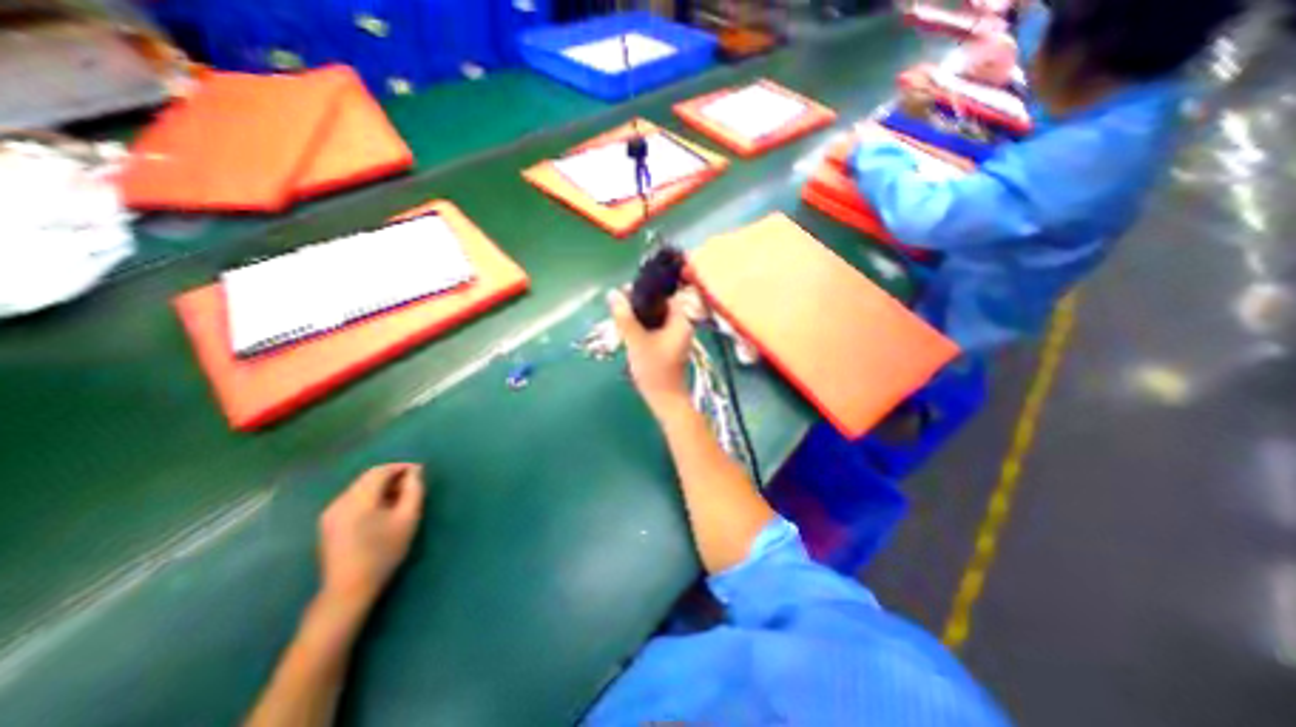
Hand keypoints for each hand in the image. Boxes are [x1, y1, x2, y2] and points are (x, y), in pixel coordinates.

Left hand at [317, 464, 425, 613]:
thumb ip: (414, 490)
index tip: (420, 471)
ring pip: (360, 487)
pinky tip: (383, 508)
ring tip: (400, 496)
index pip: (380, 471)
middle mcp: (340, 502)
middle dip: (392, 476)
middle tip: (412, 483)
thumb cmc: (383, 552)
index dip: (401, 467)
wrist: (349, 589)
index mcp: (358, 500)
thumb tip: (416, 472)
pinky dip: (370, 496)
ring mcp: (330, 513)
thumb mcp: (407, 518)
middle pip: (368, 478)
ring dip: (381, 486)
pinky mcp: (328, 523)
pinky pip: (353, 499)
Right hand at [611, 286, 700, 415]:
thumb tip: (613, 293)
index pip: (665, 296)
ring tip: (621, 316)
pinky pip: (656, 329)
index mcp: (681, 321)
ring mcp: (676, 337)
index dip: (647, 291)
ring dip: (640, 317)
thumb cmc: (654, 370)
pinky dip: (644, 327)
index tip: (626, 292)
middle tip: (620, 305)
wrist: (665, 399)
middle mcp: (682, 326)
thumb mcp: (636, 341)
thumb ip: (625, 317)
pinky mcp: (669, 346)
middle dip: (640, 305)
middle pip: (660, 307)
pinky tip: (629, 330)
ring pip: (656, 319)